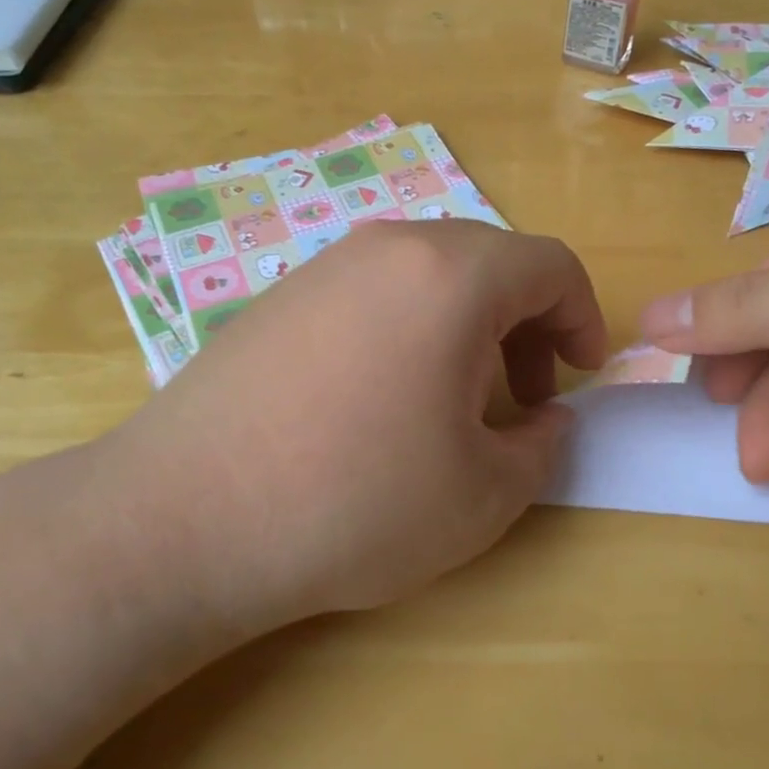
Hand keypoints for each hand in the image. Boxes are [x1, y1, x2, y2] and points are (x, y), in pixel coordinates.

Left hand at [110, 221, 606, 631]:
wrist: (185, 520)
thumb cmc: (356, 502)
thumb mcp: (483, 494)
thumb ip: (542, 446)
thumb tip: (547, 418)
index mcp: (451, 275)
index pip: (550, 264)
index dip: (583, 318)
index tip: (581, 375)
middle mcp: (388, 248)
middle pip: (489, 262)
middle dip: (525, 325)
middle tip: (520, 397)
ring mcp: (325, 267)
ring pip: (429, 275)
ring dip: (466, 327)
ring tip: (452, 404)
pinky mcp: (280, 297)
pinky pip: (373, 293)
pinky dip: (409, 329)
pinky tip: (381, 400)